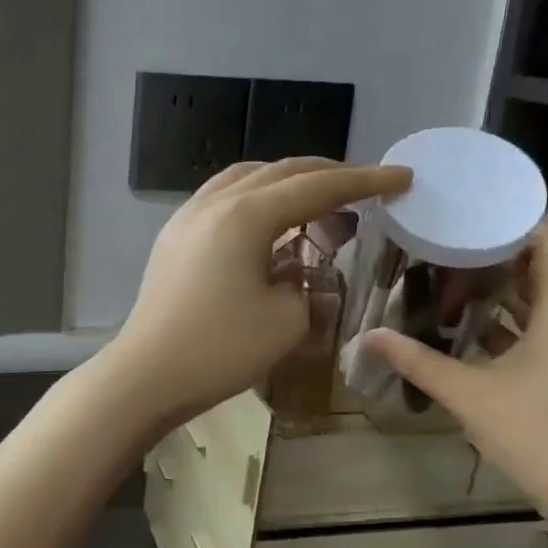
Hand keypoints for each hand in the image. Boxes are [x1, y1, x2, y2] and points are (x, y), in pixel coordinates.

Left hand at [106, 158, 410, 425]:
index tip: (401, 176)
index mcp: (246, 215)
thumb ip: (303, 282)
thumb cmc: (220, 350)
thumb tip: (292, 266)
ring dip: (287, 182)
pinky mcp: (173, 237)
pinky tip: (267, 222)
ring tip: (317, 200)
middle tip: (364, 187)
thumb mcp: (285, 320)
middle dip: (327, 175)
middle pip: (280, 172)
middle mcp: (215, 202)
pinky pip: (222, 198)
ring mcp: (187, 216)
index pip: (317, 187)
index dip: (363, 181)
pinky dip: (254, 198)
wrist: (147, 375)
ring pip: (246, 179)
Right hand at [363, 225, 547, 522]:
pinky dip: (500, 323)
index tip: (473, 213)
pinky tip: (462, 329)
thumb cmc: (538, 434)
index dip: (518, 222)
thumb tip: (368, 336)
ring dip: (496, 289)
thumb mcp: (468, 395)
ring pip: (533, 303)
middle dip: (495, 254)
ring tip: (446, 277)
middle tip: (445, 244)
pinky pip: (530, 331)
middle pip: (539, 270)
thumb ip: (417, 362)